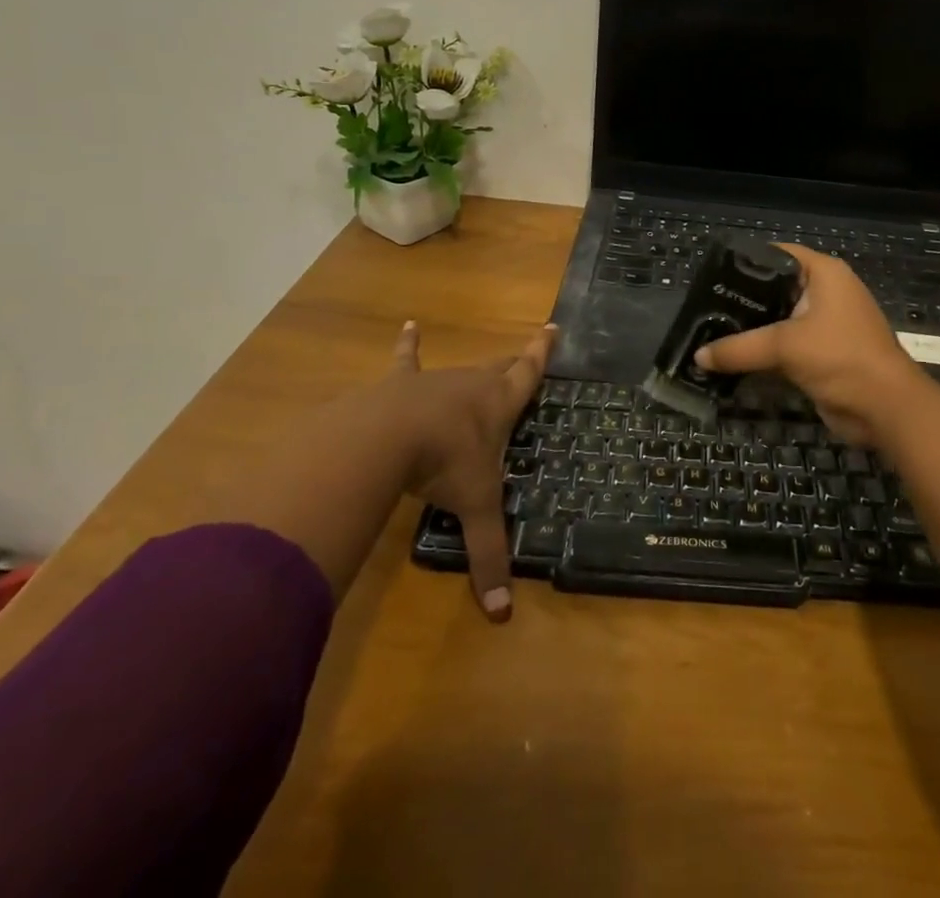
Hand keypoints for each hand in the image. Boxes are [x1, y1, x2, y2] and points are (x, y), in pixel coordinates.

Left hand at [378, 319, 553, 621]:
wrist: (388, 436)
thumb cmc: (445, 464)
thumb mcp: (474, 507)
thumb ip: (488, 556)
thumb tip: (503, 615)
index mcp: (498, 405)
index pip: (527, 374)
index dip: (541, 353)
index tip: (551, 327)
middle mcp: (473, 384)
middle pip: (499, 368)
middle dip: (513, 361)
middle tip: (524, 351)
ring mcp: (437, 380)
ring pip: (461, 369)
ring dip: (472, 369)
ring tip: (481, 364)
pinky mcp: (401, 383)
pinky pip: (407, 360)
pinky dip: (409, 345)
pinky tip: (408, 325)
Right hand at [694, 245, 925, 446]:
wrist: (885, 408)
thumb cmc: (840, 358)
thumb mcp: (785, 347)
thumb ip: (739, 348)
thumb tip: (697, 355)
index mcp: (824, 274)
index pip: (778, 254)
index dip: (746, 260)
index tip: (713, 274)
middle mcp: (826, 293)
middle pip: (775, 287)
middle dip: (743, 299)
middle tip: (705, 308)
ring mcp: (825, 324)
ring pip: (779, 319)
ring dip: (751, 329)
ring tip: (711, 332)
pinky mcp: (822, 353)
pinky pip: (785, 345)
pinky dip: (763, 351)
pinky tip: (733, 357)